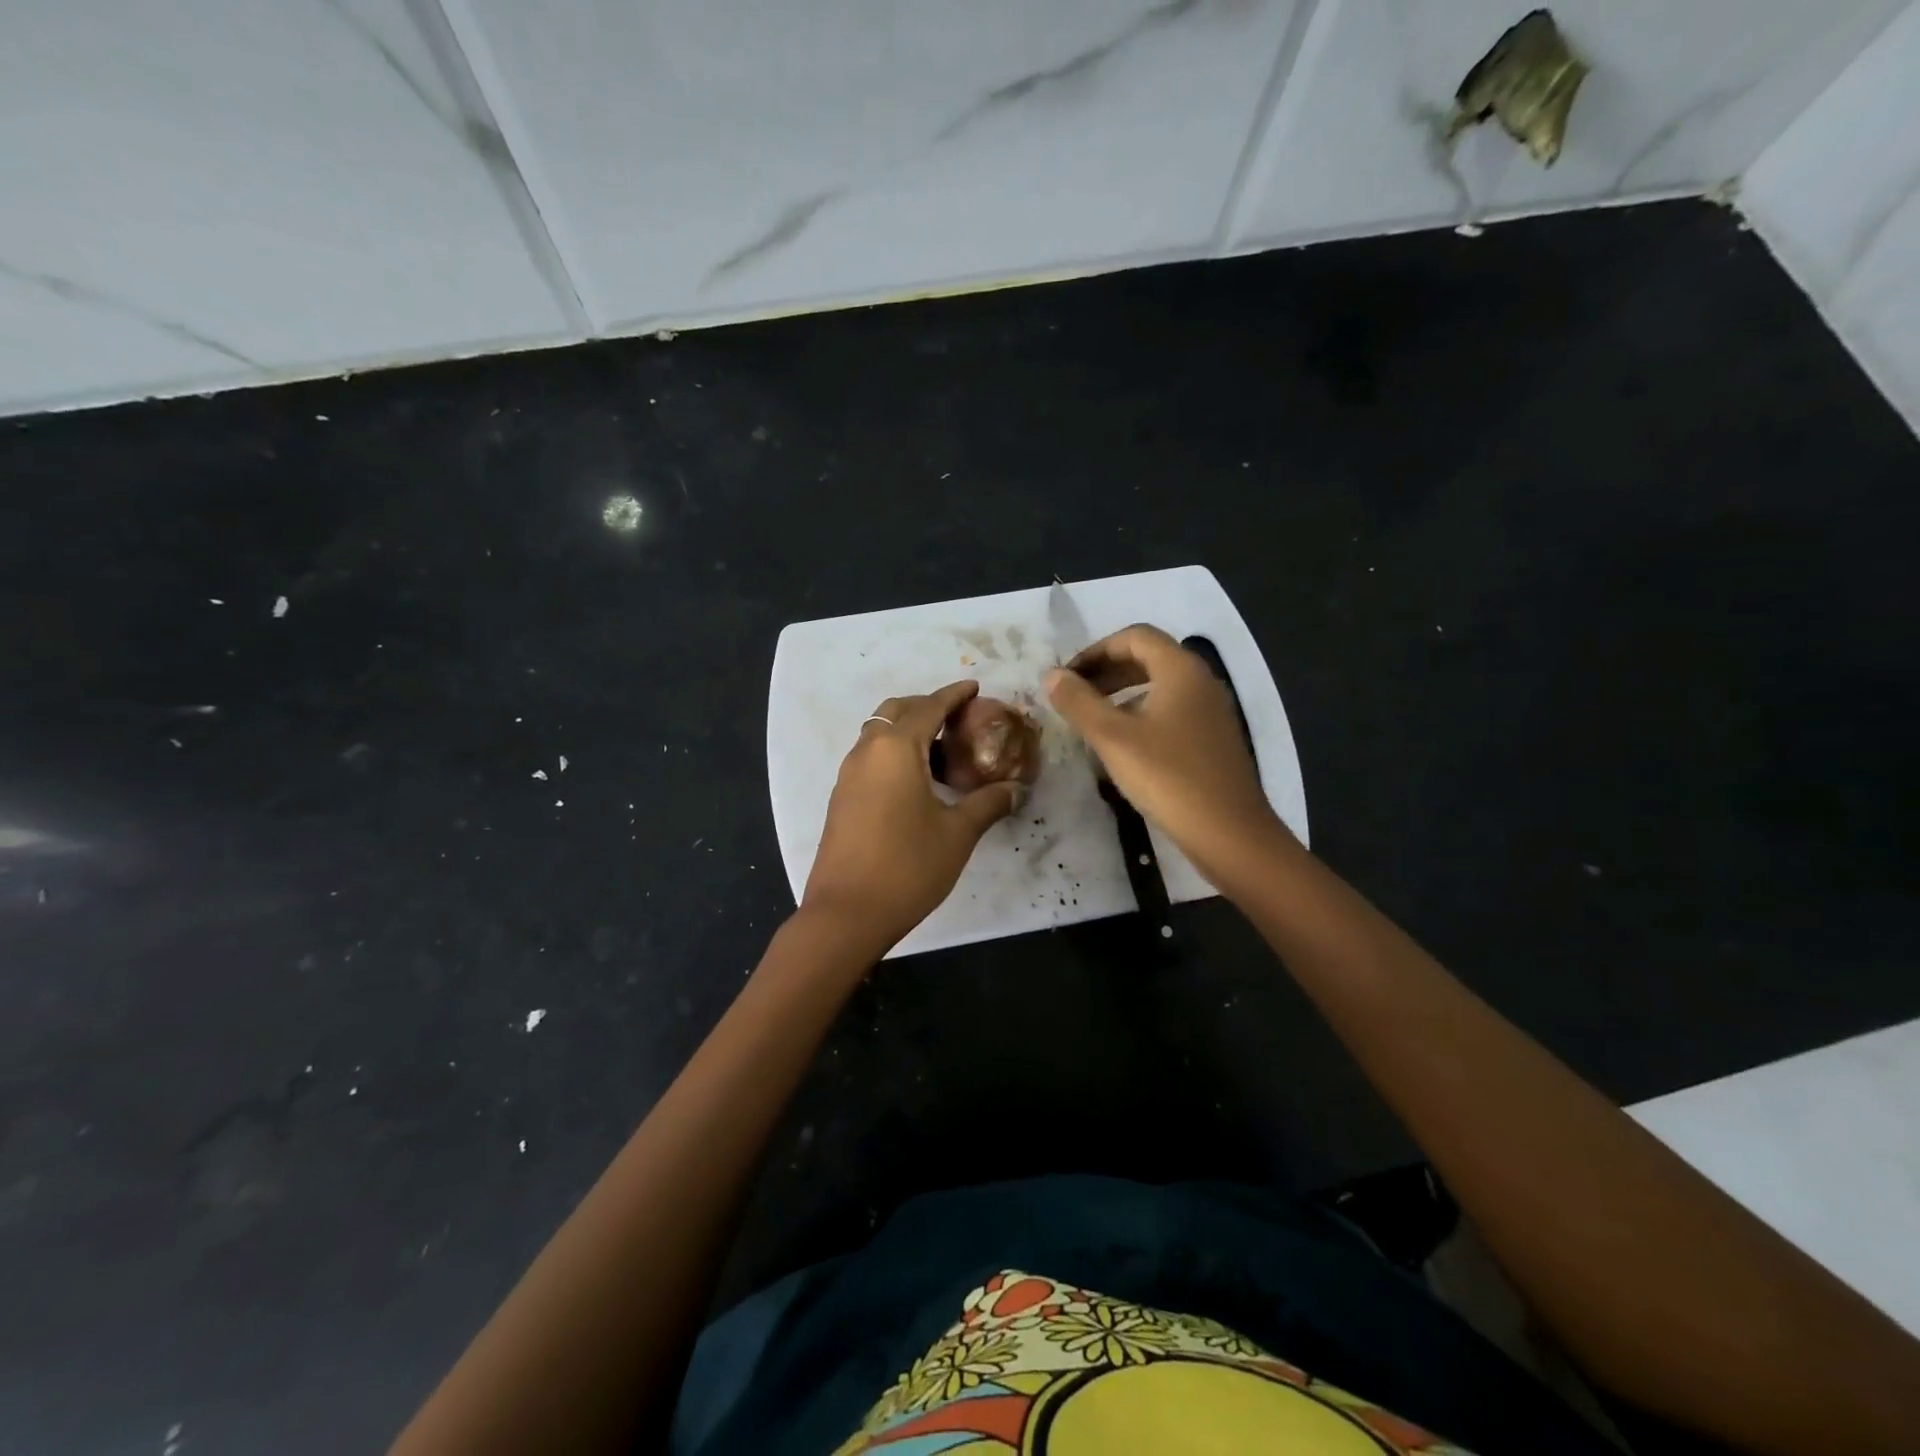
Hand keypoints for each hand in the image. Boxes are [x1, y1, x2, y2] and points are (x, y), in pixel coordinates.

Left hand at [803, 681, 1023, 956]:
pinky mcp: (841, 797)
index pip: (929, 707)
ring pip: (879, 734)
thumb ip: (988, 804)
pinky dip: (893, 753)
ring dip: (907, 730)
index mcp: (896, 749)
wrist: (847, 913)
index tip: (974, 687)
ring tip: (941, 751)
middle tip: (957, 720)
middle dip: (926, 706)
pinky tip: (916, 782)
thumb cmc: (908, 866)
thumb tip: (1015, 790)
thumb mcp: (958, 834)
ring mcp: (848, 774)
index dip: (953, 694)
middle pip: (896, 711)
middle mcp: (867, 751)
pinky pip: (870, 757)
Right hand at [1046, 625, 1286, 883]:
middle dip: (1107, 671)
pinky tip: (1122, 745)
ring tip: (1092, 720)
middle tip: (1074, 696)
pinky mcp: (1213, 740)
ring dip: (1122, 693)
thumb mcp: (1112, 738)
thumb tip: (1052, 675)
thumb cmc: (1167, 777)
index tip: (1068, 677)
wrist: (1228, 833)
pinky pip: (1171, 711)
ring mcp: (1211, 712)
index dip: (1096, 650)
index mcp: (1180, 670)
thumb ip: (1079, 702)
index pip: (1135, 637)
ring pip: (1160, 687)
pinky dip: (1141, 714)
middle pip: (1148, 658)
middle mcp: (1200, 681)